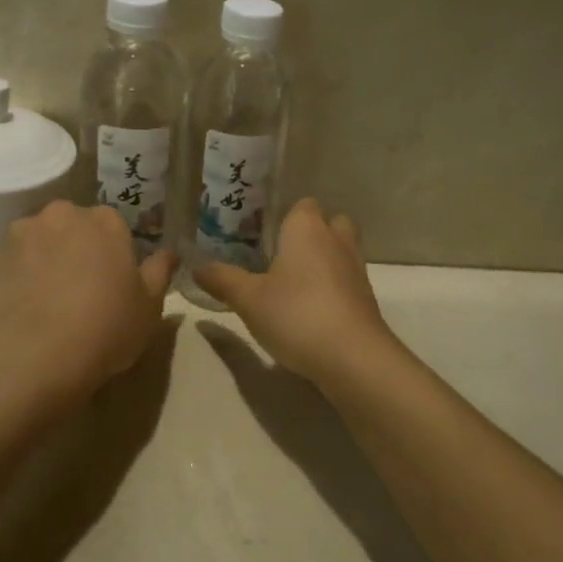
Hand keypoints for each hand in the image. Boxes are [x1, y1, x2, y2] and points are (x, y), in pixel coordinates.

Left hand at [0, 201, 177, 413]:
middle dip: (75, 248)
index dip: (113, 253)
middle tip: (80, 289)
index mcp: (104, 221)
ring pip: (36, 242)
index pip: (112, 225)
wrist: (35, 356)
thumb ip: (160, 273)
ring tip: (45, 301)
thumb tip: (169, 254)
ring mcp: (19, 236)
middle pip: (71, 227)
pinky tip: (20, 311)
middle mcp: (60, 216)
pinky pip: (8, 266)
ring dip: (42, 260)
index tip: (113, 281)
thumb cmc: (106, 327)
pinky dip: (14, 280)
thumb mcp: (149, 306)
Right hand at [193, 198, 395, 388]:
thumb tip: (196, 267)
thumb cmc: (296, 314)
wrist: (353, 357)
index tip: (262, 236)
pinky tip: (310, 309)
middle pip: (328, 223)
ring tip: (292, 285)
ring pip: (340, 251)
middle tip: (279, 257)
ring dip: (322, 262)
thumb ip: (222, 279)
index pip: (302, 205)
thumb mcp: (248, 299)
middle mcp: (336, 240)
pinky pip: (346, 280)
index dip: (284, 217)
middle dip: (309, 235)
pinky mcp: (366, 298)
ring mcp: (356, 268)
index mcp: (307, 228)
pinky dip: (332, 288)